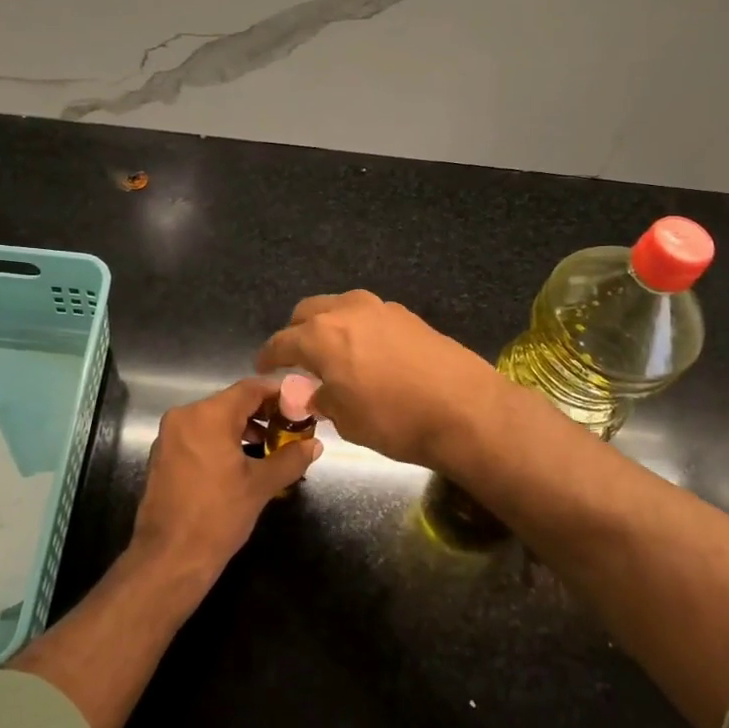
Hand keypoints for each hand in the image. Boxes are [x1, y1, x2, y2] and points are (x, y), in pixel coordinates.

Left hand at [131, 377, 319, 584]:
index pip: (250, 389)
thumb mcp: (260, 486)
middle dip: (263, 412)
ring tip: (272, 446)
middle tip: (291, 426)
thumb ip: (290, 459)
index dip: (278, 392)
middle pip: (231, 402)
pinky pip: (199, 435)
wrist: (169, 558)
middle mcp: (185, 416)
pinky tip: (243, 460)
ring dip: (244, 427)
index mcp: (208, 415)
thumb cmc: (218, 516)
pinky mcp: (164, 455)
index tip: (301, 403)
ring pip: (214, 419)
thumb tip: (314, 445)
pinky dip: (222, 440)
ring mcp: (170, 436)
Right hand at [255, 291, 509, 473]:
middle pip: (307, 313)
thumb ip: (322, 400)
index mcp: (321, 336)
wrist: (465, 409)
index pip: (281, 342)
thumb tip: (315, 393)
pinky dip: (356, 328)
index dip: (268, 356)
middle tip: (296, 359)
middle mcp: (346, 311)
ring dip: (327, 325)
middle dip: (296, 333)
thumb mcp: (347, 420)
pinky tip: (366, 353)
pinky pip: (367, 315)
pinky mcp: (406, 315)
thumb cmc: (395, 420)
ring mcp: (379, 308)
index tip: (262, 367)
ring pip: (338, 307)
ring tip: (331, 353)